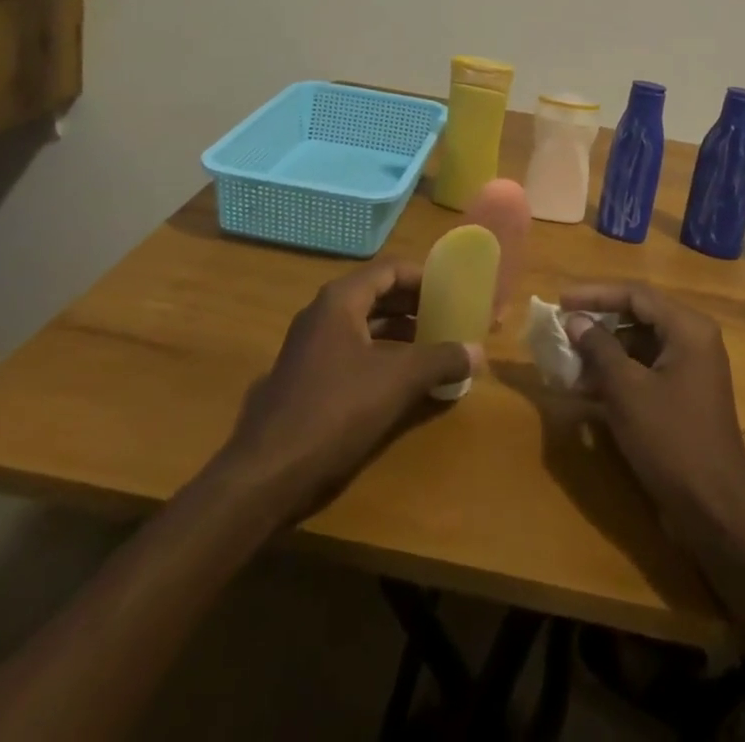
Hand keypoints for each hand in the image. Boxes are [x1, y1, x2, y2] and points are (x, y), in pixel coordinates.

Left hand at [220, 262, 476, 522]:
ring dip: (400, 333)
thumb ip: (441, 360)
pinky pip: (352, 352)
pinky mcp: (306, 378)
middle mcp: (322, 314)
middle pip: (377, 295)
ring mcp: (310, 347)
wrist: (266, 475)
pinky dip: (381, 356)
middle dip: (415, 305)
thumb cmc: (335, 412)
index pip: (390, 270)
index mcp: (340, 300)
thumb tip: (478, 351)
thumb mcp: (398, 382)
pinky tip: (403, 381)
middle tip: (449, 317)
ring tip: (434, 347)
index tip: (453, 290)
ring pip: (364, 326)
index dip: (424, 277)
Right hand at [562, 282, 744, 544]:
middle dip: (598, 324)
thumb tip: (575, 320)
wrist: (715, 511)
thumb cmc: (671, 440)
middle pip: (638, 316)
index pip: (635, 294)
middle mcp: (693, 339)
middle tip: (562, 330)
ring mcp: (691, 368)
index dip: (595, 294)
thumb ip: (599, 348)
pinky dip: (618, 375)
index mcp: (688, 328)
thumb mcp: (627, 391)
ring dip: (604, 352)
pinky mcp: (684, 395)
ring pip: (639, 345)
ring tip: (568, 364)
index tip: (560, 301)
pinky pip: (646, 370)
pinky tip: (586, 390)